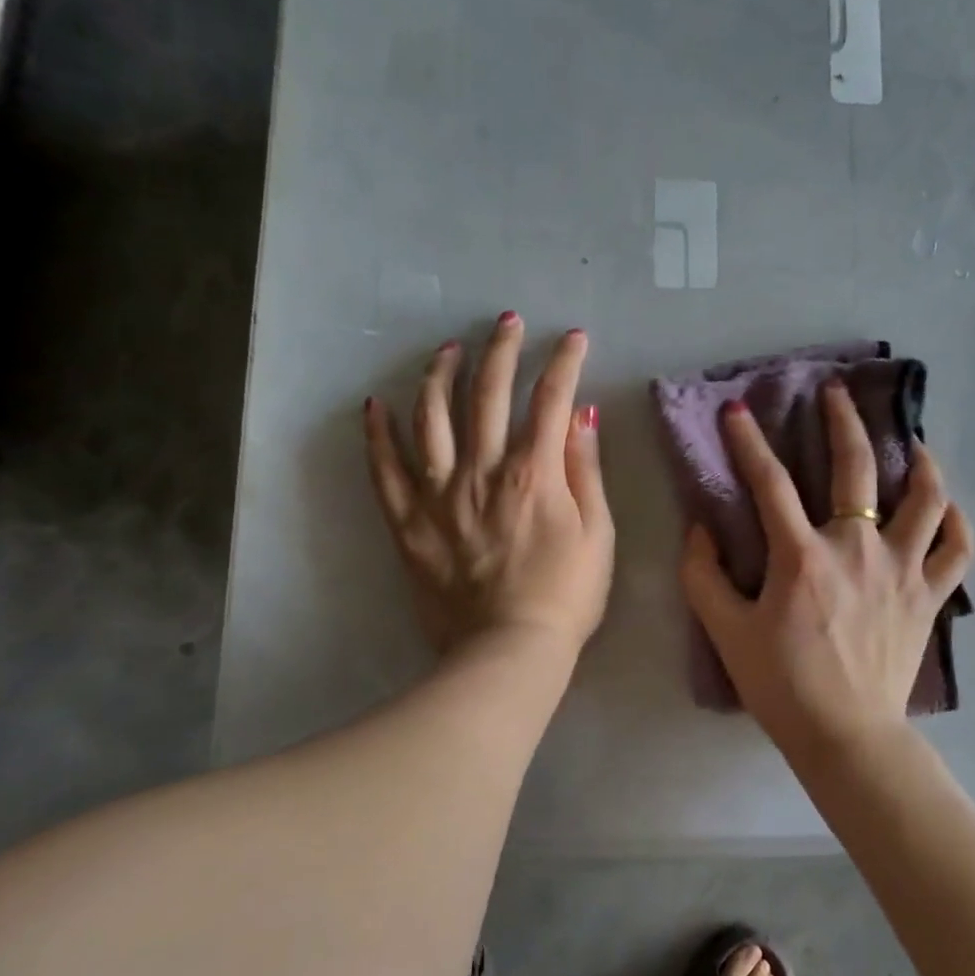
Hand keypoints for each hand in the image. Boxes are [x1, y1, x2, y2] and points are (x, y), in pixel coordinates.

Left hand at [365, 312, 613, 660]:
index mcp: (535, 473)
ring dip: (439, 375)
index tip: (572, 337)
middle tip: (507, 322)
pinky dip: (378, 433)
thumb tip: (581, 414)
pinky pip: (385, 469)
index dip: (564, 362)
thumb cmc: (567, 596)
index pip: (551, 399)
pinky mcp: (409, 522)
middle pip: (489, 394)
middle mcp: (484, 470)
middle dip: (501, 350)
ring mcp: (440, 494)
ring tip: (447, 350)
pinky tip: (376, 404)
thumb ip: (585, 470)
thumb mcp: (598, 533)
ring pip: (432, 417)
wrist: (509, 653)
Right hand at [679, 379, 973, 751]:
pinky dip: (956, 522)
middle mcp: (858, 549)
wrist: (845, 736)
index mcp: (803, 557)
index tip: (737, 411)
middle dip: (843, 421)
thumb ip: (702, 575)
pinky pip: (957, 549)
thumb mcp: (726, 632)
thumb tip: (699, 527)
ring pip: (926, 498)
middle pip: (857, 468)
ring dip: (920, 461)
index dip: (748, 442)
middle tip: (836, 392)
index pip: (769, 482)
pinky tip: (945, 506)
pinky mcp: (930, 595)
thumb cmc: (782, 685)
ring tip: (911, 441)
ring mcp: (903, 570)